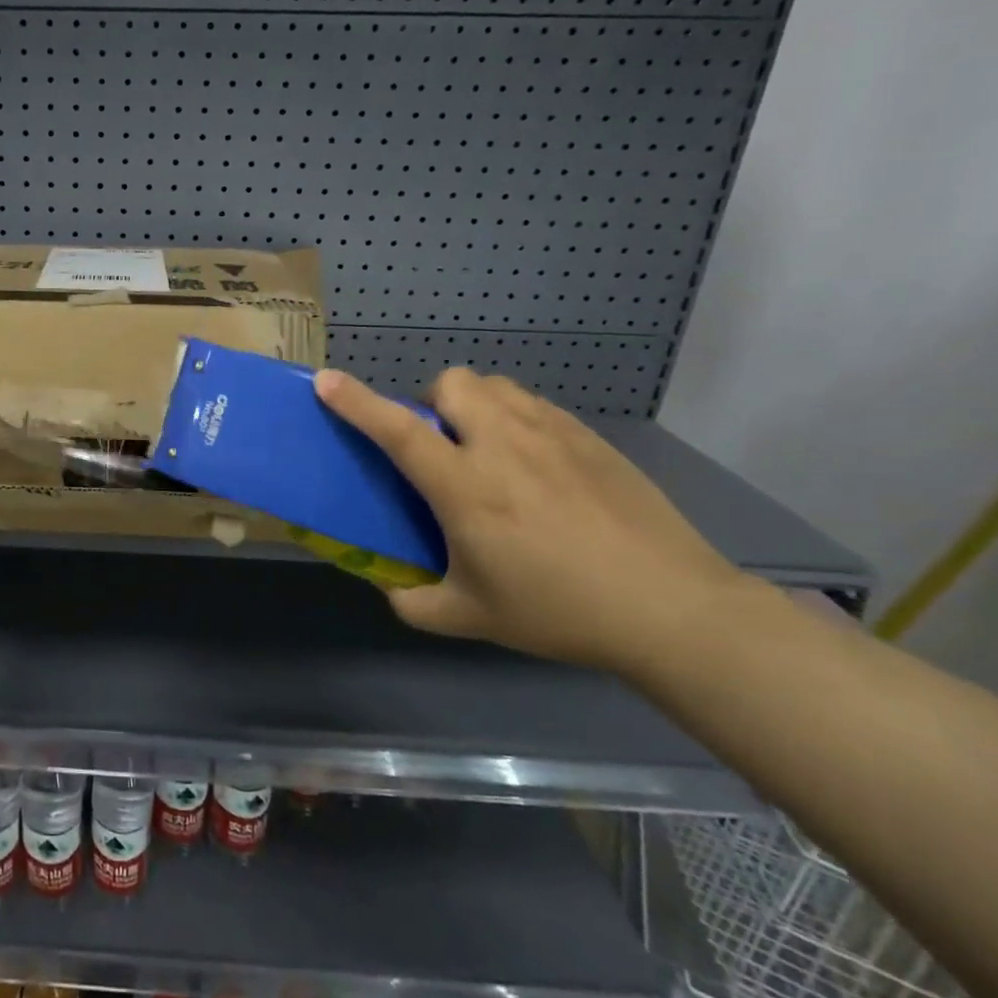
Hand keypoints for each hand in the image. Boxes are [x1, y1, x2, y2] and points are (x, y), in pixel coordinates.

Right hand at [315, 366, 755, 673]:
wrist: (671, 609)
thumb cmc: (559, 611)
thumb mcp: (470, 618)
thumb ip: (412, 602)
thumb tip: (387, 585)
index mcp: (467, 489)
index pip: (399, 430)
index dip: (356, 402)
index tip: (325, 380)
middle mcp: (505, 447)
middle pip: (452, 383)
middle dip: (432, 402)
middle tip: (441, 445)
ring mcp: (553, 435)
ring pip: (495, 385)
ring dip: (473, 405)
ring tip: (486, 449)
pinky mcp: (590, 438)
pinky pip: (534, 404)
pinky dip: (514, 418)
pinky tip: (533, 465)